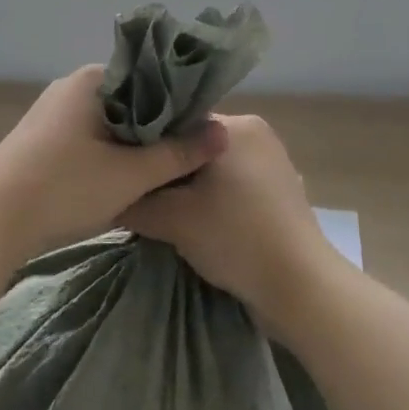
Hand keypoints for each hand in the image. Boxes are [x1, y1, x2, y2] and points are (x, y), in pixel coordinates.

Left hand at [0, 65, 228, 256]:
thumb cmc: (64, 187)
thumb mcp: (130, 175)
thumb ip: (178, 154)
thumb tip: (223, 134)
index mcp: (92, 80)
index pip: (150, 77)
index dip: (180, 103)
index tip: (202, 129)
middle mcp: (71, 89)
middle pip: (131, 101)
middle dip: (158, 127)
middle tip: (189, 153)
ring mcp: (52, 115)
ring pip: (109, 124)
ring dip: (133, 145)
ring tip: (164, 169)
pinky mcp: (41, 142)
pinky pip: (88, 140)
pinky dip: (109, 156)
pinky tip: (125, 180)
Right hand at [120, 114, 343, 327]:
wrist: (299, 287)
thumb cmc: (235, 238)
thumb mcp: (172, 219)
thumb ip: (134, 201)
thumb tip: (109, 194)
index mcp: (235, 125)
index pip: (176, 123)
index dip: (147, 145)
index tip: (123, 167)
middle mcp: (257, 133)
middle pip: (194, 145)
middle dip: (167, 169)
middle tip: (138, 193)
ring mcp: (272, 161)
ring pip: (213, 166)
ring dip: (189, 186)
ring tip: (162, 210)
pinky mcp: (279, 189)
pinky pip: (233, 183)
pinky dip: (212, 197)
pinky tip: (195, 220)